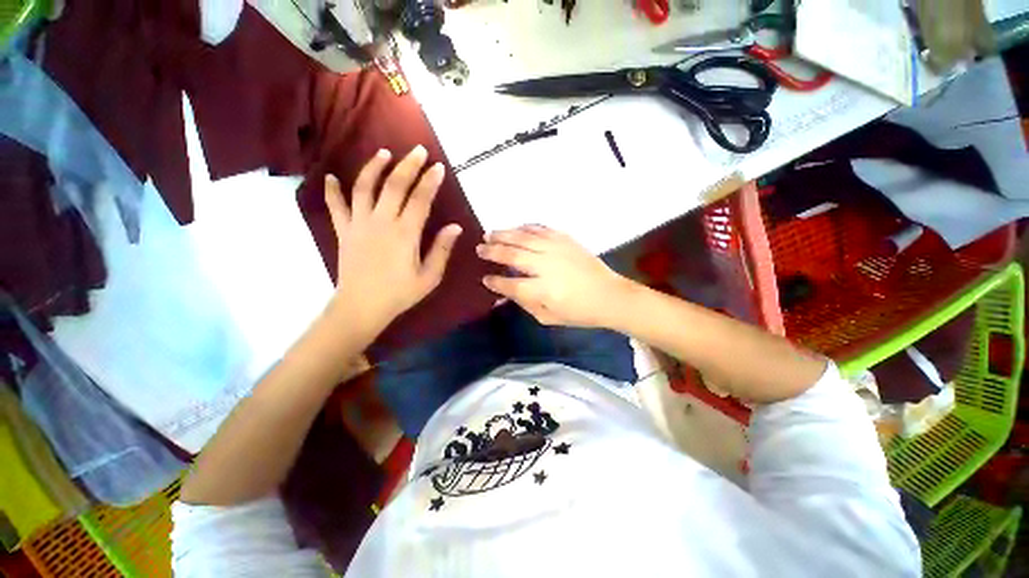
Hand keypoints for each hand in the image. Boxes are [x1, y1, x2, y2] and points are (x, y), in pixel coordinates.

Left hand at [324, 146, 461, 336]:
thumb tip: (455, 227)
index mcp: (405, 234)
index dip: (430, 181)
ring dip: (374, 168)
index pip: (420, 200)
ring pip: (364, 188)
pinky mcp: (344, 231)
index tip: (438, 167)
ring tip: (384, 153)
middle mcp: (381, 222)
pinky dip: (332, 190)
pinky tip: (331, 177)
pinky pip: (336, 206)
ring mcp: (359, 224)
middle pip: (394, 186)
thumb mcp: (429, 277)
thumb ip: (441, 250)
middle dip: (408, 166)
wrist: (361, 307)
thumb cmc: (399, 294)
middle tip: (418, 150)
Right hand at [477, 225, 633, 327]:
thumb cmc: (579, 312)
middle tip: (479, 249)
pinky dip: (526, 227)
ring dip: (504, 234)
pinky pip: (541, 228)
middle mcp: (545, 265)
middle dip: (492, 251)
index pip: (509, 284)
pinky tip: (516, 228)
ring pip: (523, 237)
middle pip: (512, 254)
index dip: (495, 282)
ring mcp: (556, 249)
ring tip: (489, 233)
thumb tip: (503, 295)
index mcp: (541, 289)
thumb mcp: (548, 317)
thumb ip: (524, 304)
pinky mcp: (566, 239)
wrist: (610, 295)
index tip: (485, 278)